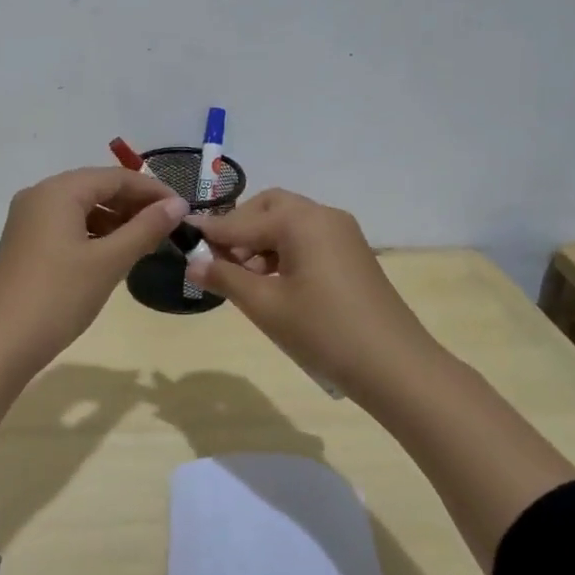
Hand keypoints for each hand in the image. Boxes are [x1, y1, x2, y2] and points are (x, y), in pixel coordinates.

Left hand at [0, 168, 187, 468]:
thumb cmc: (58, 297)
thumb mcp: (108, 262)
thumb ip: (145, 229)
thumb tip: (179, 205)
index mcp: (58, 191)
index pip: (116, 177)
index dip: (152, 191)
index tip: (185, 211)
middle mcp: (39, 196)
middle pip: (97, 188)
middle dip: (134, 205)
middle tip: (169, 228)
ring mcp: (27, 220)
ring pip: (82, 208)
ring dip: (115, 221)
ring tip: (146, 243)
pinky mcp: (24, 244)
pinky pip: (67, 226)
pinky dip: (94, 235)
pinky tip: (113, 255)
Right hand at [185, 188, 439, 404]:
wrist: (394, 366)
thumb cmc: (323, 331)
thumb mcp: (265, 306)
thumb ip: (225, 278)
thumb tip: (194, 263)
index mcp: (301, 221)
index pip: (242, 221)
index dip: (209, 231)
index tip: (180, 235)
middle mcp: (323, 216)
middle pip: (268, 208)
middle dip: (238, 228)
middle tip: (217, 259)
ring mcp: (342, 234)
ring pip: (288, 224)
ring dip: (259, 242)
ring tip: (241, 278)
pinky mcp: (352, 254)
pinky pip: (306, 239)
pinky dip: (282, 252)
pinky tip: (270, 282)